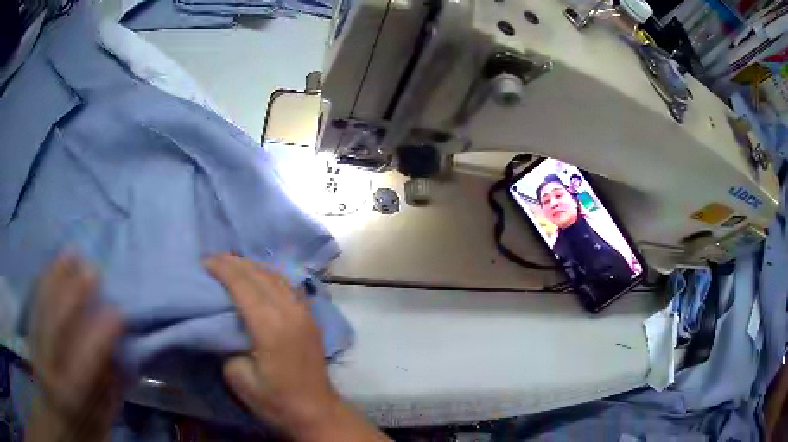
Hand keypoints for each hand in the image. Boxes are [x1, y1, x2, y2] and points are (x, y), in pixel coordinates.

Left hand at [26, 255, 124, 441]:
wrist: (58, 423)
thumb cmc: (86, 428)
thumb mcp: (104, 420)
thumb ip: (108, 386)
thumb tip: (118, 348)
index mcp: (73, 395)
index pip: (86, 359)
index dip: (103, 334)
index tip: (121, 312)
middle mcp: (50, 369)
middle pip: (57, 326)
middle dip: (75, 295)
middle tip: (94, 270)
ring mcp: (36, 349)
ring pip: (43, 308)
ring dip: (56, 279)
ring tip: (71, 254)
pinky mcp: (30, 338)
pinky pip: (34, 305)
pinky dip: (43, 283)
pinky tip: (52, 265)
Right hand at [206, 254, 388, 441]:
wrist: (316, 412)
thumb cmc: (275, 401)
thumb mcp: (238, 378)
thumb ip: (226, 345)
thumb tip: (222, 324)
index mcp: (270, 325)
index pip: (242, 284)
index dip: (222, 269)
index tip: (204, 261)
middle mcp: (289, 311)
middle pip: (259, 275)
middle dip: (234, 262)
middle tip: (213, 259)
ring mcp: (304, 313)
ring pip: (276, 276)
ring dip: (252, 266)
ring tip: (232, 264)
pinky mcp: (311, 318)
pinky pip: (288, 286)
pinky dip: (270, 276)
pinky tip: (260, 277)